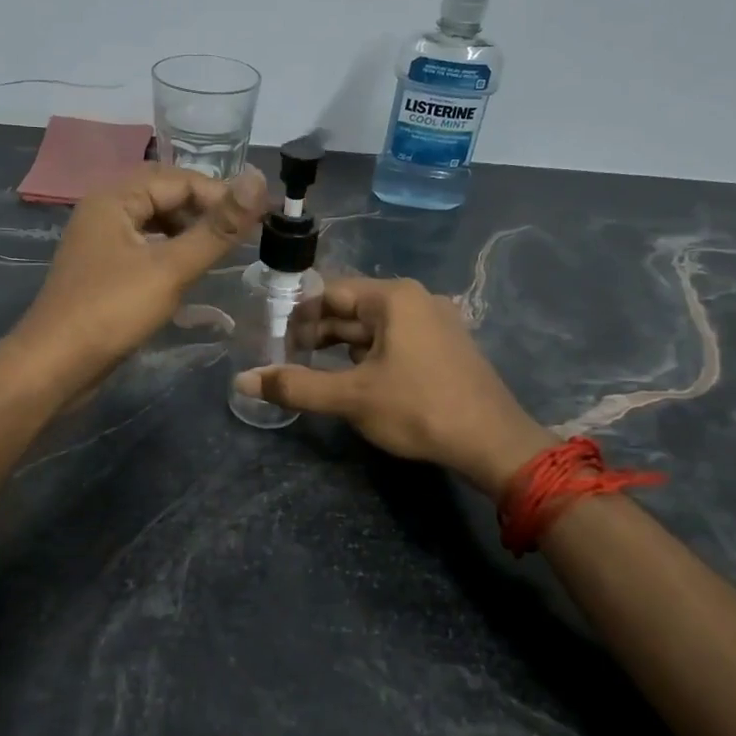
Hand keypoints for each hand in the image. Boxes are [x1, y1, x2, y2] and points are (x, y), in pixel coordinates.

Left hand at [12, 164, 266, 393]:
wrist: (54, 366)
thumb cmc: (112, 311)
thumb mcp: (171, 268)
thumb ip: (217, 228)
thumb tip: (259, 180)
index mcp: (114, 198)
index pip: (179, 179)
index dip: (221, 194)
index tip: (259, 218)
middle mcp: (104, 211)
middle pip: (164, 196)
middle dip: (205, 210)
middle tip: (242, 235)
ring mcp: (101, 243)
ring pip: (155, 223)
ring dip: (189, 232)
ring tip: (222, 253)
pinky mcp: (103, 271)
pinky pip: (145, 249)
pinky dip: (171, 254)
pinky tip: (190, 274)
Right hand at [233, 276, 551, 496]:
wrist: (493, 442)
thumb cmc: (418, 409)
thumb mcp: (351, 397)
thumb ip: (295, 386)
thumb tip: (242, 381)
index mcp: (393, 297)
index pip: (331, 293)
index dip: (299, 316)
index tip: (276, 342)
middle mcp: (416, 299)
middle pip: (353, 309)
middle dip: (319, 333)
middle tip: (289, 360)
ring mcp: (435, 323)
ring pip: (375, 328)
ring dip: (343, 347)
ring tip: (315, 372)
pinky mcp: (445, 347)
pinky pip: (396, 341)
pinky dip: (370, 355)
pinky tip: (355, 380)